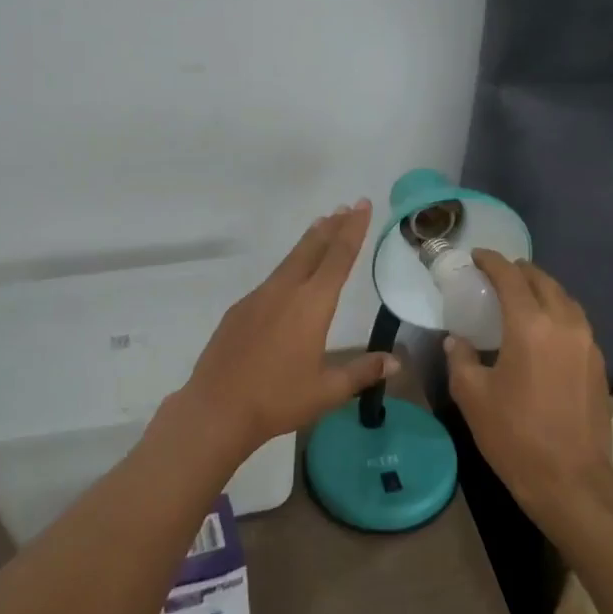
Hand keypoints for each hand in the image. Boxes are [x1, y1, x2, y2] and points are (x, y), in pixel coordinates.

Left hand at [179, 200, 397, 456]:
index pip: (338, 258)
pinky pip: (271, 280)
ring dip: (308, 243)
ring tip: (321, 227)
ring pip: (289, 261)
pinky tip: (289, 280)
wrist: (217, 408)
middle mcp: (284, 291)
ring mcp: (258, 298)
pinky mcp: (239, 310)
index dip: (353, 230)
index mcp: (311, 305)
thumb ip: (362, 371)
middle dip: (331, 227)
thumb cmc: (278, 399)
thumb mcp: (327, 390)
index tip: (362, 205)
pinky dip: (288, 268)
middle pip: (312, 249)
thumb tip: (396, 362)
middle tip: (346, 207)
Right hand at [445, 251, 612, 520]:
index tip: (477, 257)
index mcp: (530, 326)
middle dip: (519, 271)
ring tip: (521, 296)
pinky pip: (576, 321)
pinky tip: (543, 329)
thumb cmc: (514, 436)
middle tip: (497, 274)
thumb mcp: (472, 396)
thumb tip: (457, 341)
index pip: (510, 278)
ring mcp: (587, 343)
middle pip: (543, 281)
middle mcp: (564, 324)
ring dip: (542, 289)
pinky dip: (557, 312)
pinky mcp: (598, 363)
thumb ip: (461, 359)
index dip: (492, 262)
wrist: (571, 480)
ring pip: (565, 299)